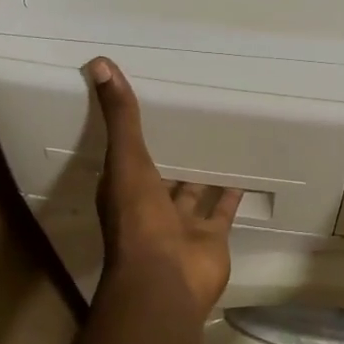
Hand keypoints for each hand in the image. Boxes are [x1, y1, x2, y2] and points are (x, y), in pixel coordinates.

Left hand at [88, 58, 241, 311]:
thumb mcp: (126, 159)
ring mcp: (182, 225)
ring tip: (219, 141)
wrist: (166, 280)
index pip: (128, 155)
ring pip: (193, 193)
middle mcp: (151, 206)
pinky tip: (245, 171)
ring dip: (203, 173)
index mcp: (125, 189)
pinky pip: (223, 211)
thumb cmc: (139, 219)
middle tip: (191, 121)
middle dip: (173, 154)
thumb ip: (120, 116)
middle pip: (163, 175)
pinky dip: (231, 195)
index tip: (149, 107)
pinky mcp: (211, 237)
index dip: (134, 134)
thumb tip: (98, 63)